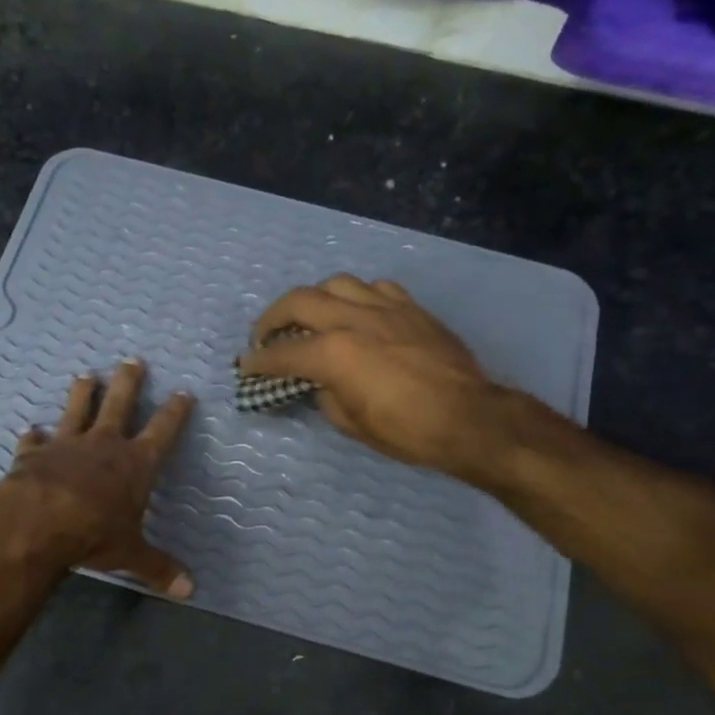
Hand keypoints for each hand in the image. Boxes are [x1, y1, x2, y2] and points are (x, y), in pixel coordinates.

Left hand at [0, 359, 195, 595]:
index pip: (163, 430)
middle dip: (129, 382)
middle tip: (132, 360)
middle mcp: (103, 445)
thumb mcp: (131, 554)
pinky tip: (30, 430)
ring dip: (83, 393)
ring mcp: (66, 445)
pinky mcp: (34, 455)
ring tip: (86, 375)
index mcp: (135, 463)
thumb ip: (159, 569)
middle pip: (120, 403)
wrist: (37, 523)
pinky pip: (35, 441)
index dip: (176, 411)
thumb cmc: (94, 533)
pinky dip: (33, 437)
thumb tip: (190, 592)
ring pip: (77, 409)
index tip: (184, 392)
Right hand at [238, 275, 497, 470]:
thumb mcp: (352, 423)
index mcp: (334, 353)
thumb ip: (326, 395)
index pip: (283, 353)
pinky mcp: (411, 307)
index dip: (259, 362)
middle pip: (300, 301)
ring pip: (336, 283)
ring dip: (313, 299)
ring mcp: (385, 307)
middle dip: (273, 318)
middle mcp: (354, 319)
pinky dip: (355, 297)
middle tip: (264, 336)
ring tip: (310, 318)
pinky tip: (356, 313)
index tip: (245, 366)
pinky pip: (374, 288)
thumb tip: (319, 383)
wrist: (469, 417)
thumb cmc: (407, 431)